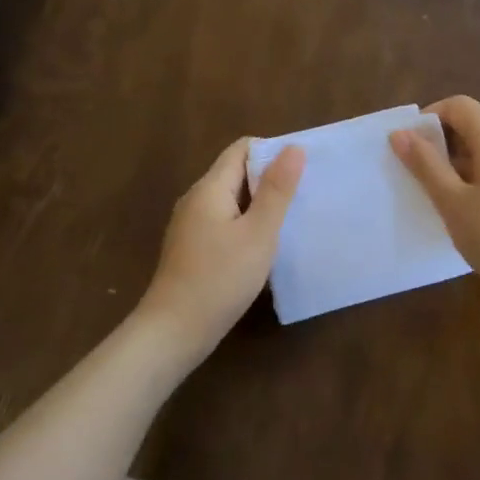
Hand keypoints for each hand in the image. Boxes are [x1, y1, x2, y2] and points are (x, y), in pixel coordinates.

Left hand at [135, 138, 304, 361]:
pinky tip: (264, 246)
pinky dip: (246, 225)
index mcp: (209, 188)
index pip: (242, 149)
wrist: (174, 331)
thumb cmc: (220, 278)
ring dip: (260, 205)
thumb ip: (277, 190)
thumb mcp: (258, 233)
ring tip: (291, 219)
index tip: (302, 169)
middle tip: (304, 195)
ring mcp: (190, 225)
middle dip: (270, 179)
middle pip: (236, 173)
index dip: (272, 152)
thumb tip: (293, 148)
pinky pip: (224, 222)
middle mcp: (196, 199)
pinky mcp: (192, 248)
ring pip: (231, 200)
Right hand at [390, 95, 479, 304]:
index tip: (409, 146)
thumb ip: (425, 165)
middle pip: (473, 126)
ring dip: (457, 164)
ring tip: (437, 197)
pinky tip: (467, 212)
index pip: (460, 106)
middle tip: (416, 175)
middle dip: (441, 143)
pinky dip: (476, 179)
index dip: (430, 117)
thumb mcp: (452, 202)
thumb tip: (401, 133)